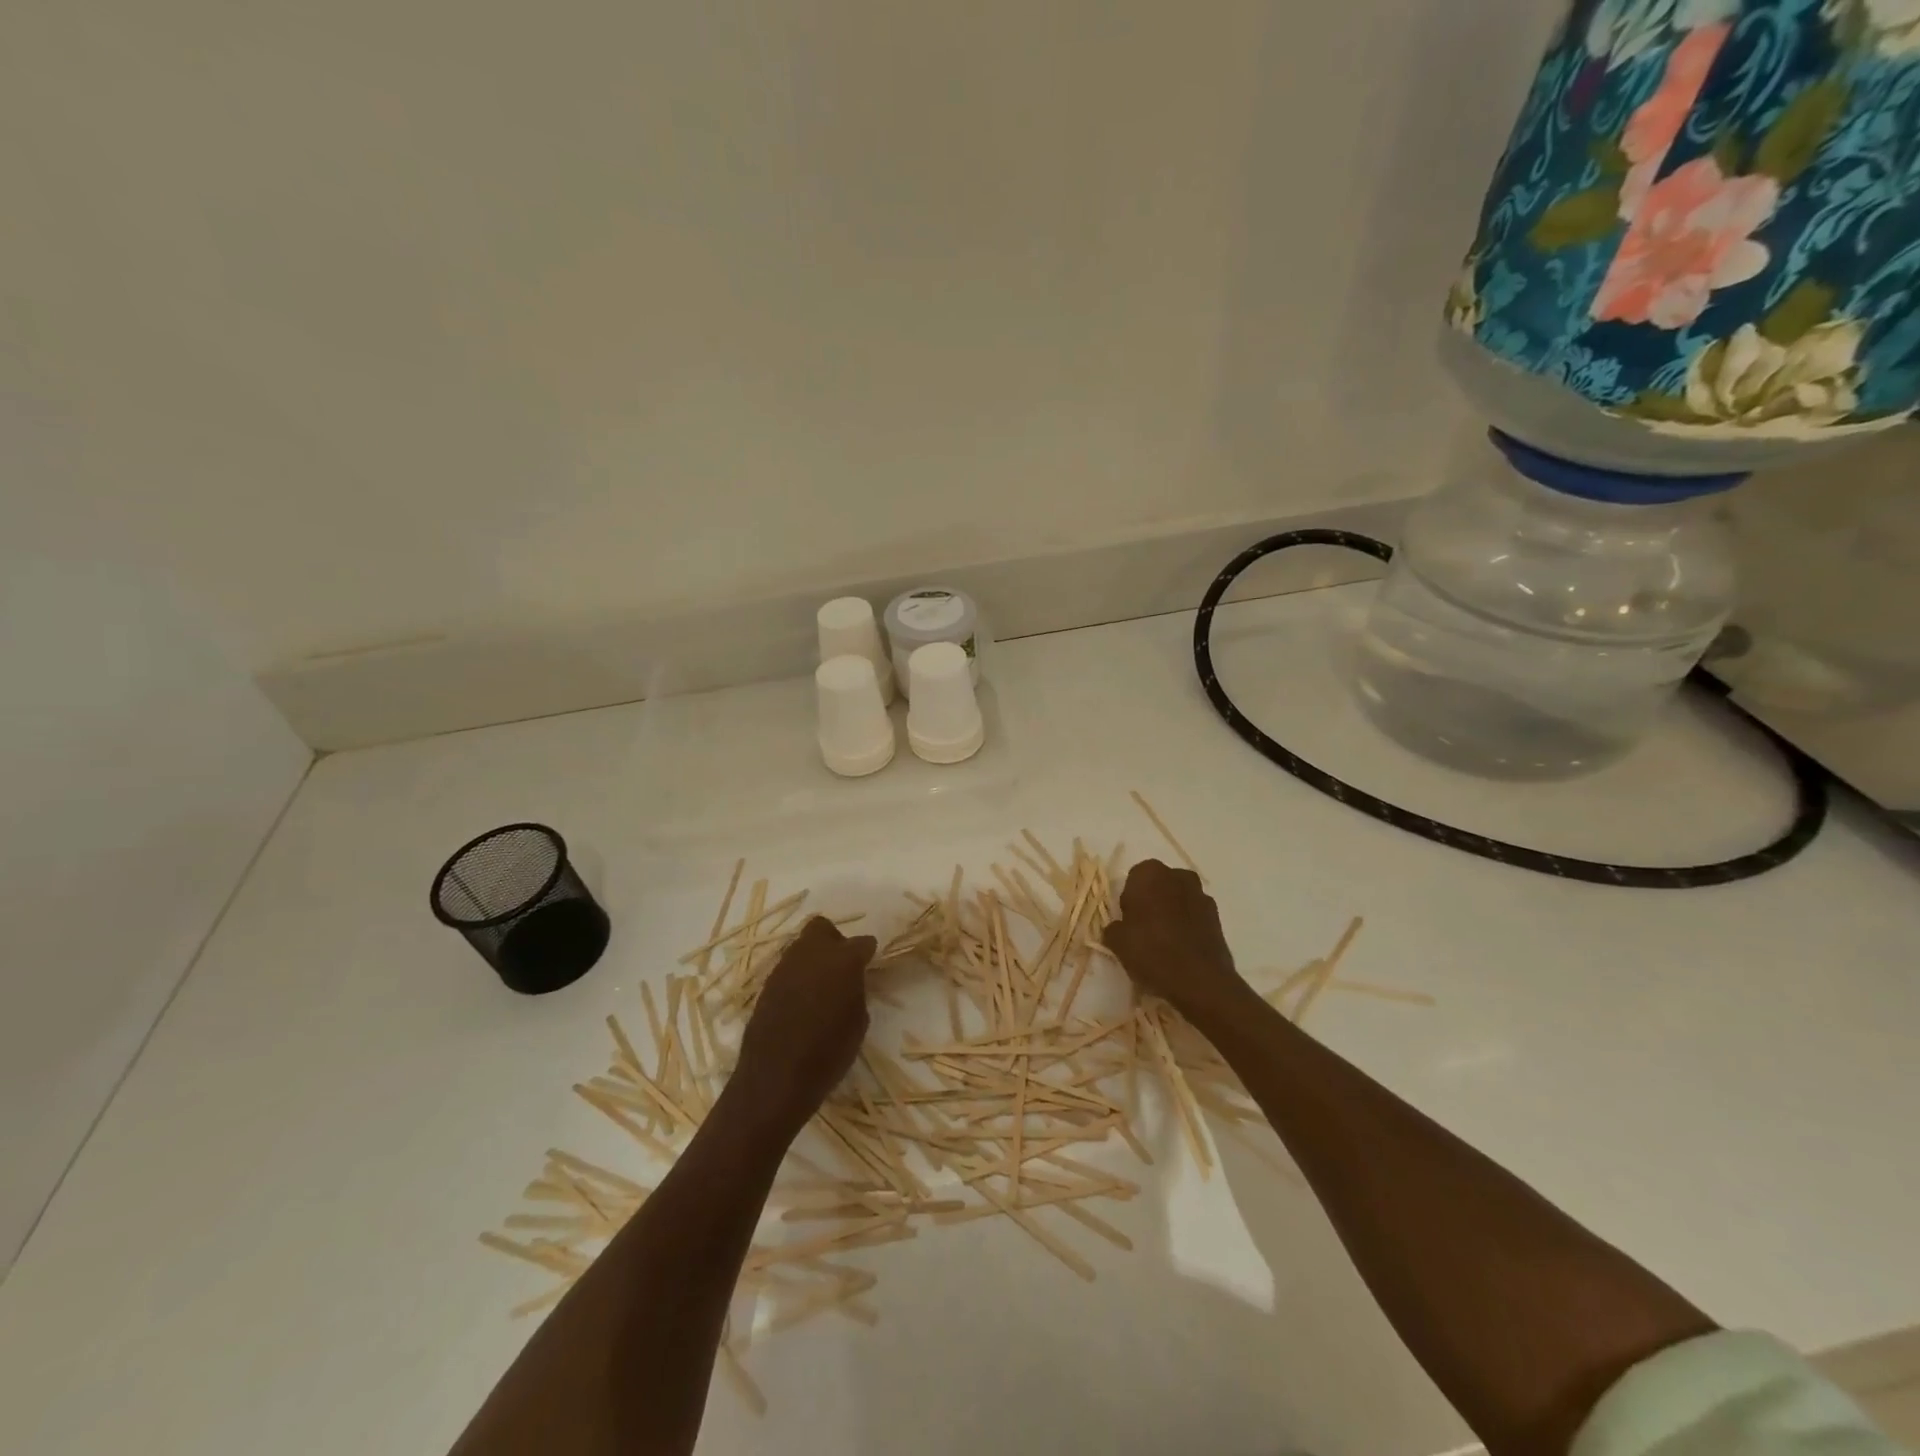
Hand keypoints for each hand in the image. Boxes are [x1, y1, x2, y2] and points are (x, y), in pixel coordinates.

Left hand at [732, 917, 876, 1126]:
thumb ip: (856, 991)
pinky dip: (797, 978)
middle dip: (834, 941)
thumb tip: (849, 983)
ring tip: (820, 988)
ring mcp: (784, 967)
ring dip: (813, 959)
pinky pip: (787, 970)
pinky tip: (801, 1003)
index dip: (867, 954)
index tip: (869, 965)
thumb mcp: (858, 1023)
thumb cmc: (828, 1054)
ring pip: (801, 946)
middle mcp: (812, 954)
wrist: (775, 1079)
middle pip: (822, 928)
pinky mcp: (766, 985)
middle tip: (841, 967)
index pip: (862, 943)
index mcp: (843, 960)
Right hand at [1102, 859, 1255, 1029]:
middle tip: (1143, 928)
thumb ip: (1113, 928)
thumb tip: (1118, 928)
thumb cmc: (1152, 952)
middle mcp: (1178, 876)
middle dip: (1152, 900)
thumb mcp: (1117, 942)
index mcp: (1150, 873)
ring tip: (1163, 941)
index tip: (1127, 919)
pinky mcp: (1218, 918)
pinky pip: (1194, 916)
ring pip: (1179, 899)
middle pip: (1159, 884)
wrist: (1200, 981)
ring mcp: (1202, 896)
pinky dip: (1188, 926)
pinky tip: (1181, 949)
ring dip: (1171, 912)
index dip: (1130, 898)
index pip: (1134, 877)